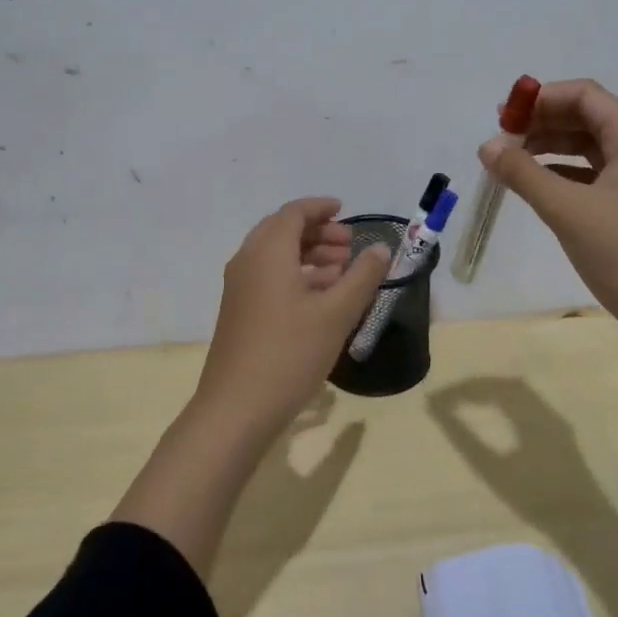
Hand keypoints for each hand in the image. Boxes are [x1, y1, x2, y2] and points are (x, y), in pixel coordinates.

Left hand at [196, 197, 391, 436]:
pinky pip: (269, 277)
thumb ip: (362, 277)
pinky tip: (322, 298)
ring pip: (276, 256)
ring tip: (343, 271)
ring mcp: (239, 288)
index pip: (294, 213)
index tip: (345, 210)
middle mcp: (248, 261)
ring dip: (309, 255)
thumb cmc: (290, 353)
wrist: (236, 408)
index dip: (320, 208)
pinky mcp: (239, 311)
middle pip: (283, 231)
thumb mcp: (336, 313)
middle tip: (350, 245)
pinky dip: (296, 275)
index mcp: (268, 252)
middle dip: (318, 232)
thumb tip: (380, 249)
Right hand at [427, 376, 610, 526]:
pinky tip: (498, 417)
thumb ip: (464, 438)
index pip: (490, 387)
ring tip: (469, 403)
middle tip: (450, 399)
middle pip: (506, 384)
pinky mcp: (560, 435)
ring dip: (493, 392)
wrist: (586, 527)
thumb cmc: (536, 498)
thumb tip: (437, 411)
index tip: (436, 401)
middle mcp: (544, 409)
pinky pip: (529, 405)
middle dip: (476, 387)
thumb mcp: (493, 470)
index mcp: (529, 413)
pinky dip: (507, 402)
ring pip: (520, 393)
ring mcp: (556, 422)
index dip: (461, 390)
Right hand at [478, 79, 617, 331]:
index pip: (585, 95)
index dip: (543, 98)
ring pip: (586, 147)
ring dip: (548, 147)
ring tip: (510, 161)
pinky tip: (534, 186)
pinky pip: (589, 174)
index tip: (504, 117)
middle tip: (501, 138)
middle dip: (541, 121)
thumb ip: (523, 173)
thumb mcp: (566, 209)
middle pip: (585, 117)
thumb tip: (487, 145)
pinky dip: (559, 172)